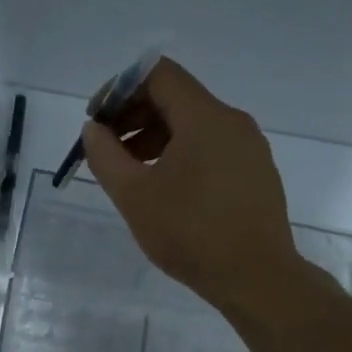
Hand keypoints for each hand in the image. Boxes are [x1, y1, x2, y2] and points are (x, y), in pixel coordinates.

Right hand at [82, 57, 301, 317]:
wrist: (257, 277)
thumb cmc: (190, 233)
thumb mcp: (133, 195)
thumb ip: (105, 156)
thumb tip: (94, 130)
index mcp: (204, 117)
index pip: (157, 74)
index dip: (119, 88)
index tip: (97, 120)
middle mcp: (232, 121)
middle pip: (175, 97)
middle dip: (133, 115)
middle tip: (106, 148)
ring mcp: (249, 147)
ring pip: (193, 124)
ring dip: (154, 137)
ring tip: (130, 173)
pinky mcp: (255, 172)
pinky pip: (211, 147)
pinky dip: (180, 154)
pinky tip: (165, 189)